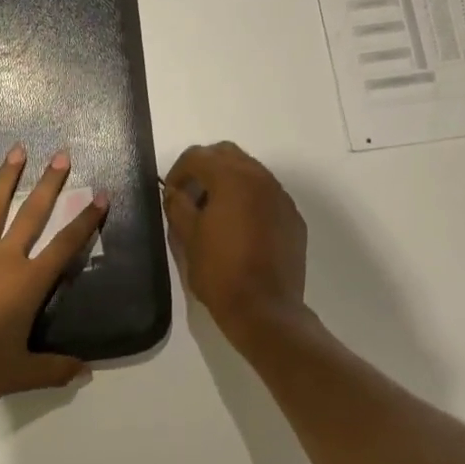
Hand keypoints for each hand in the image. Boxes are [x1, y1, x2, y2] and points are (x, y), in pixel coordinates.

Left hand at [0, 146, 107, 412]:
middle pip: (32, 215)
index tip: (100, 196)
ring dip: (5, 178)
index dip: (85, 221)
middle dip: (50, 184)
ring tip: (16, 151)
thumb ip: (55, 370)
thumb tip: (86, 372)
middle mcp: (2, 259)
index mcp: (27, 284)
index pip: (65, 246)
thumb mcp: (20, 374)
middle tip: (61, 155)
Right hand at [163, 142, 308, 341]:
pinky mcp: (293, 218)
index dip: (178, 170)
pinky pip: (267, 195)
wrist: (264, 309)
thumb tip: (175, 192)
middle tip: (190, 194)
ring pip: (250, 172)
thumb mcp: (187, 238)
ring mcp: (281, 198)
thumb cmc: (219, 272)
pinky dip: (249, 199)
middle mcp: (261, 179)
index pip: (198, 156)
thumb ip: (177, 206)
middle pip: (227, 154)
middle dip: (205, 167)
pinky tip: (239, 228)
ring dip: (228, 181)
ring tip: (214, 211)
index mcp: (231, 179)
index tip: (171, 193)